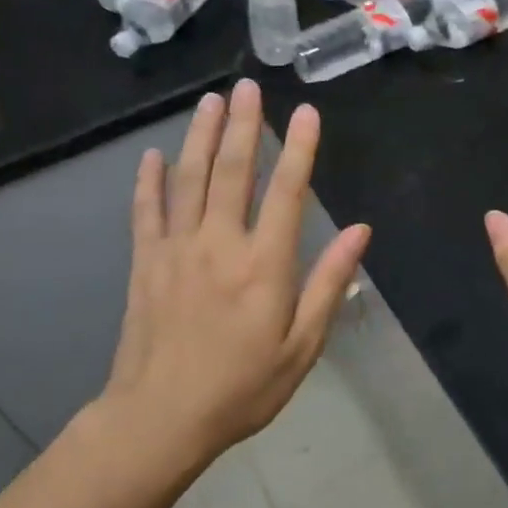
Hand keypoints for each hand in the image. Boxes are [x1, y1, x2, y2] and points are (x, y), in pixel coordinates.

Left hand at [101, 80, 370, 470]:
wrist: (159, 421)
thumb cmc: (242, 388)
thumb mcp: (302, 345)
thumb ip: (329, 283)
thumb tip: (361, 231)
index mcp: (264, 265)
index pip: (287, 192)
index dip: (300, 148)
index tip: (306, 112)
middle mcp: (220, 245)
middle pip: (233, 172)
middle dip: (244, 125)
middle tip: (247, 86)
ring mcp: (177, 250)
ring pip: (190, 180)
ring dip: (201, 137)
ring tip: (210, 101)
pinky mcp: (146, 263)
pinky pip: (146, 212)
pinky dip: (150, 181)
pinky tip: (153, 155)